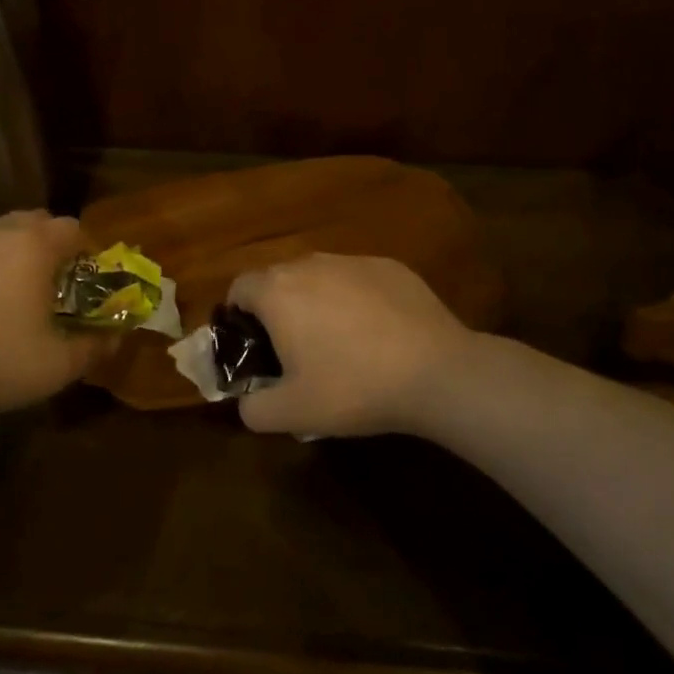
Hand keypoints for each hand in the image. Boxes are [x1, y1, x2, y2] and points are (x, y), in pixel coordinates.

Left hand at [0, 210, 106, 419]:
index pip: (74, 229)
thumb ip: (94, 348)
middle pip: (35, 223)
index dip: (88, 252)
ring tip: (10, 300)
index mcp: (33, 246)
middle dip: (51, 247)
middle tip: (53, 288)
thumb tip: (114, 337)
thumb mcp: (56, 365)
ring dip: (12, 257)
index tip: (88, 283)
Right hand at [227, 253, 483, 437]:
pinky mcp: (389, 266)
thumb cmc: (353, 388)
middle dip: (277, 309)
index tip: (252, 346)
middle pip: (278, 279)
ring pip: (318, 276)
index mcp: (277, 291)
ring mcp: (352, 261)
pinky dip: (355, 298)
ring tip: (338, 342)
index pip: (239, 288)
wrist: (437, 372)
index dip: (237, 316)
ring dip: (315, 301)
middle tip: (293, 350)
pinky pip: (356, 279)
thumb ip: (253, 409)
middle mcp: (309, 264)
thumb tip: (246, 403)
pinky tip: (377, 333)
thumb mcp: (293, 413)